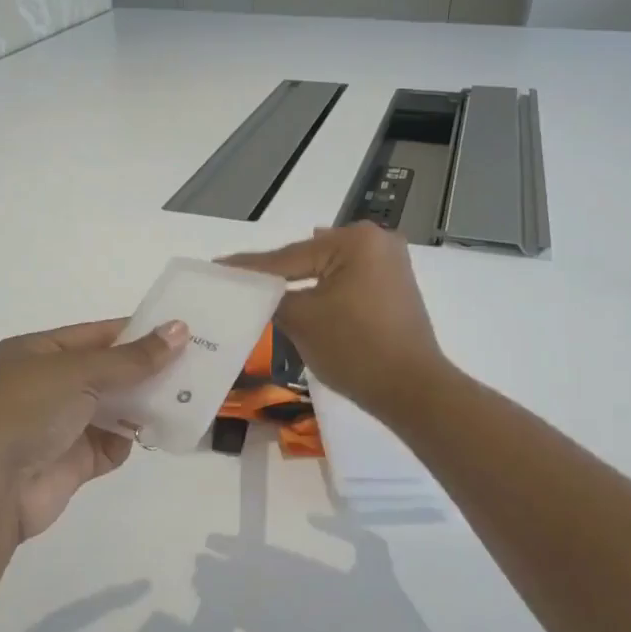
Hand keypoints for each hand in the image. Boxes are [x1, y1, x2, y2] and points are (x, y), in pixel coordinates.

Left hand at [0, 319, 188, 541]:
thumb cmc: (24, 410)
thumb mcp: (77, 372)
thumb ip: (131, 357)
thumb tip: (179, 330)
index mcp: (36, 353)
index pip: (96, 335)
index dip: (137, 332)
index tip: (181, 332)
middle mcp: (46, 386)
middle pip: (107, 372)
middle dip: (146, 369)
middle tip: (197, 364)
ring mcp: (59, 426)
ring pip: (112, 408)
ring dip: (144, 404)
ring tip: (188, 395)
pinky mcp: (71, 464)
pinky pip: (110, 445)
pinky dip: (130, 439)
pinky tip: (156, 432)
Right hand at [220, 223, 446, 422]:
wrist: (412, 390)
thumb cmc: (355, 349)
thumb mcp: (302, 320)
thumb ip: (272, 297)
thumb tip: (256, 290)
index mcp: (356, 241)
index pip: (289, 256)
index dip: (250, 267)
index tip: (218, 266)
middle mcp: (378, 242)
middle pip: (310, 259)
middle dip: (277, 273)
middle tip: (238, 281)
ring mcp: (390, 265)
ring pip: (328, 271)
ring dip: (300, 283)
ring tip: (262, 290)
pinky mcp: (394, 288)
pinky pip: (346, 284)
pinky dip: (323, 293)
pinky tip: (300, 297)